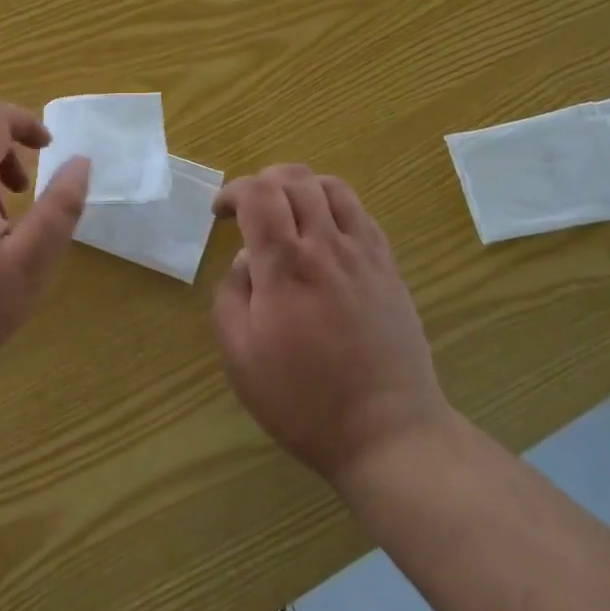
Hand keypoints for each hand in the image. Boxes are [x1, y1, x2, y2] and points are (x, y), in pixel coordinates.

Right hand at [212, 166, 450, 485]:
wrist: (387, 432)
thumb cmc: (303, 400)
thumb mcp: (240, 357)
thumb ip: (231, 295)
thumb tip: (246, 259)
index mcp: (284, 264)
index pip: (258, 193)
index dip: (234, 190)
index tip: (221, 213)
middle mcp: (325, 245)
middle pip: (295, 178)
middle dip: (263, 181)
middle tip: (250, 208)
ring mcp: (362, 252)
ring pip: (332, 186)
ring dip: (301, 186)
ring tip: (288, 210)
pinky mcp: (388, 266)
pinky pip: (360, 212)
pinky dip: (334, 205)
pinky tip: (325, 232)